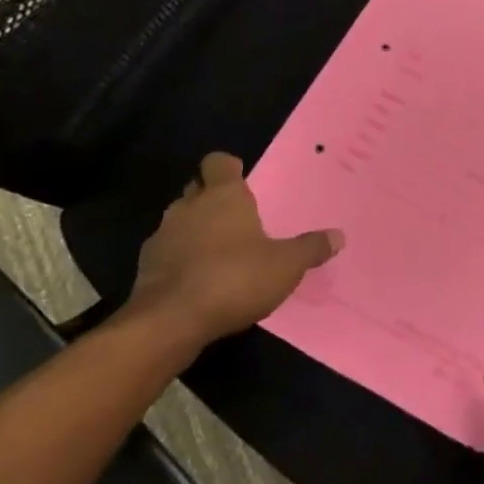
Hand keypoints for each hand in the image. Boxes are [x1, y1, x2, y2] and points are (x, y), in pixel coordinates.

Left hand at [127, 152, 342, 358]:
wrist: (169, 322)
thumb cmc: (234, 278)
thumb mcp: (286, 265)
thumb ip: (311, 248)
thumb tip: (338, 236)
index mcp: (223, 195)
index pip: (218, 162)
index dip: (229, 167)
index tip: (242, 178)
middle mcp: (189, 207)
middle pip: (197, 188)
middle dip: (212, 197)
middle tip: (236, 216)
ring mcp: (162, 236)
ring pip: (179, 220)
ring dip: (194, 229)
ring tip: (218, 251)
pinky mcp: (145, 268)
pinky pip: (167, 252)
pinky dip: (180, 259)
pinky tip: (197, 280)